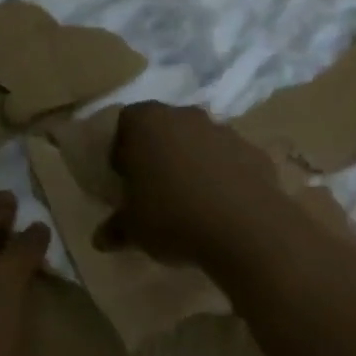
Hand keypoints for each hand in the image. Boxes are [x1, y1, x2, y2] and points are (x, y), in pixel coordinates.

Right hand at [106, 102, 285, 264]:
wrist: (245, 228)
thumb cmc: (172, 217)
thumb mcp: (132, 229)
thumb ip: (115, 228)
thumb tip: (100, 239)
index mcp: (147, 123)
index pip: (126, 123)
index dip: (122, 148)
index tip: (124, 177)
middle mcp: (185, 116)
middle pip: (165, 127)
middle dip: (159, 152)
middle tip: (154, 188)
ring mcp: (224, 131)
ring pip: (199, 142)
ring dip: (193, 162)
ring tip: (191, 201)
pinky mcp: (254, 152)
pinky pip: (230, 160)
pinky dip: (224, 177)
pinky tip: (222, 208)